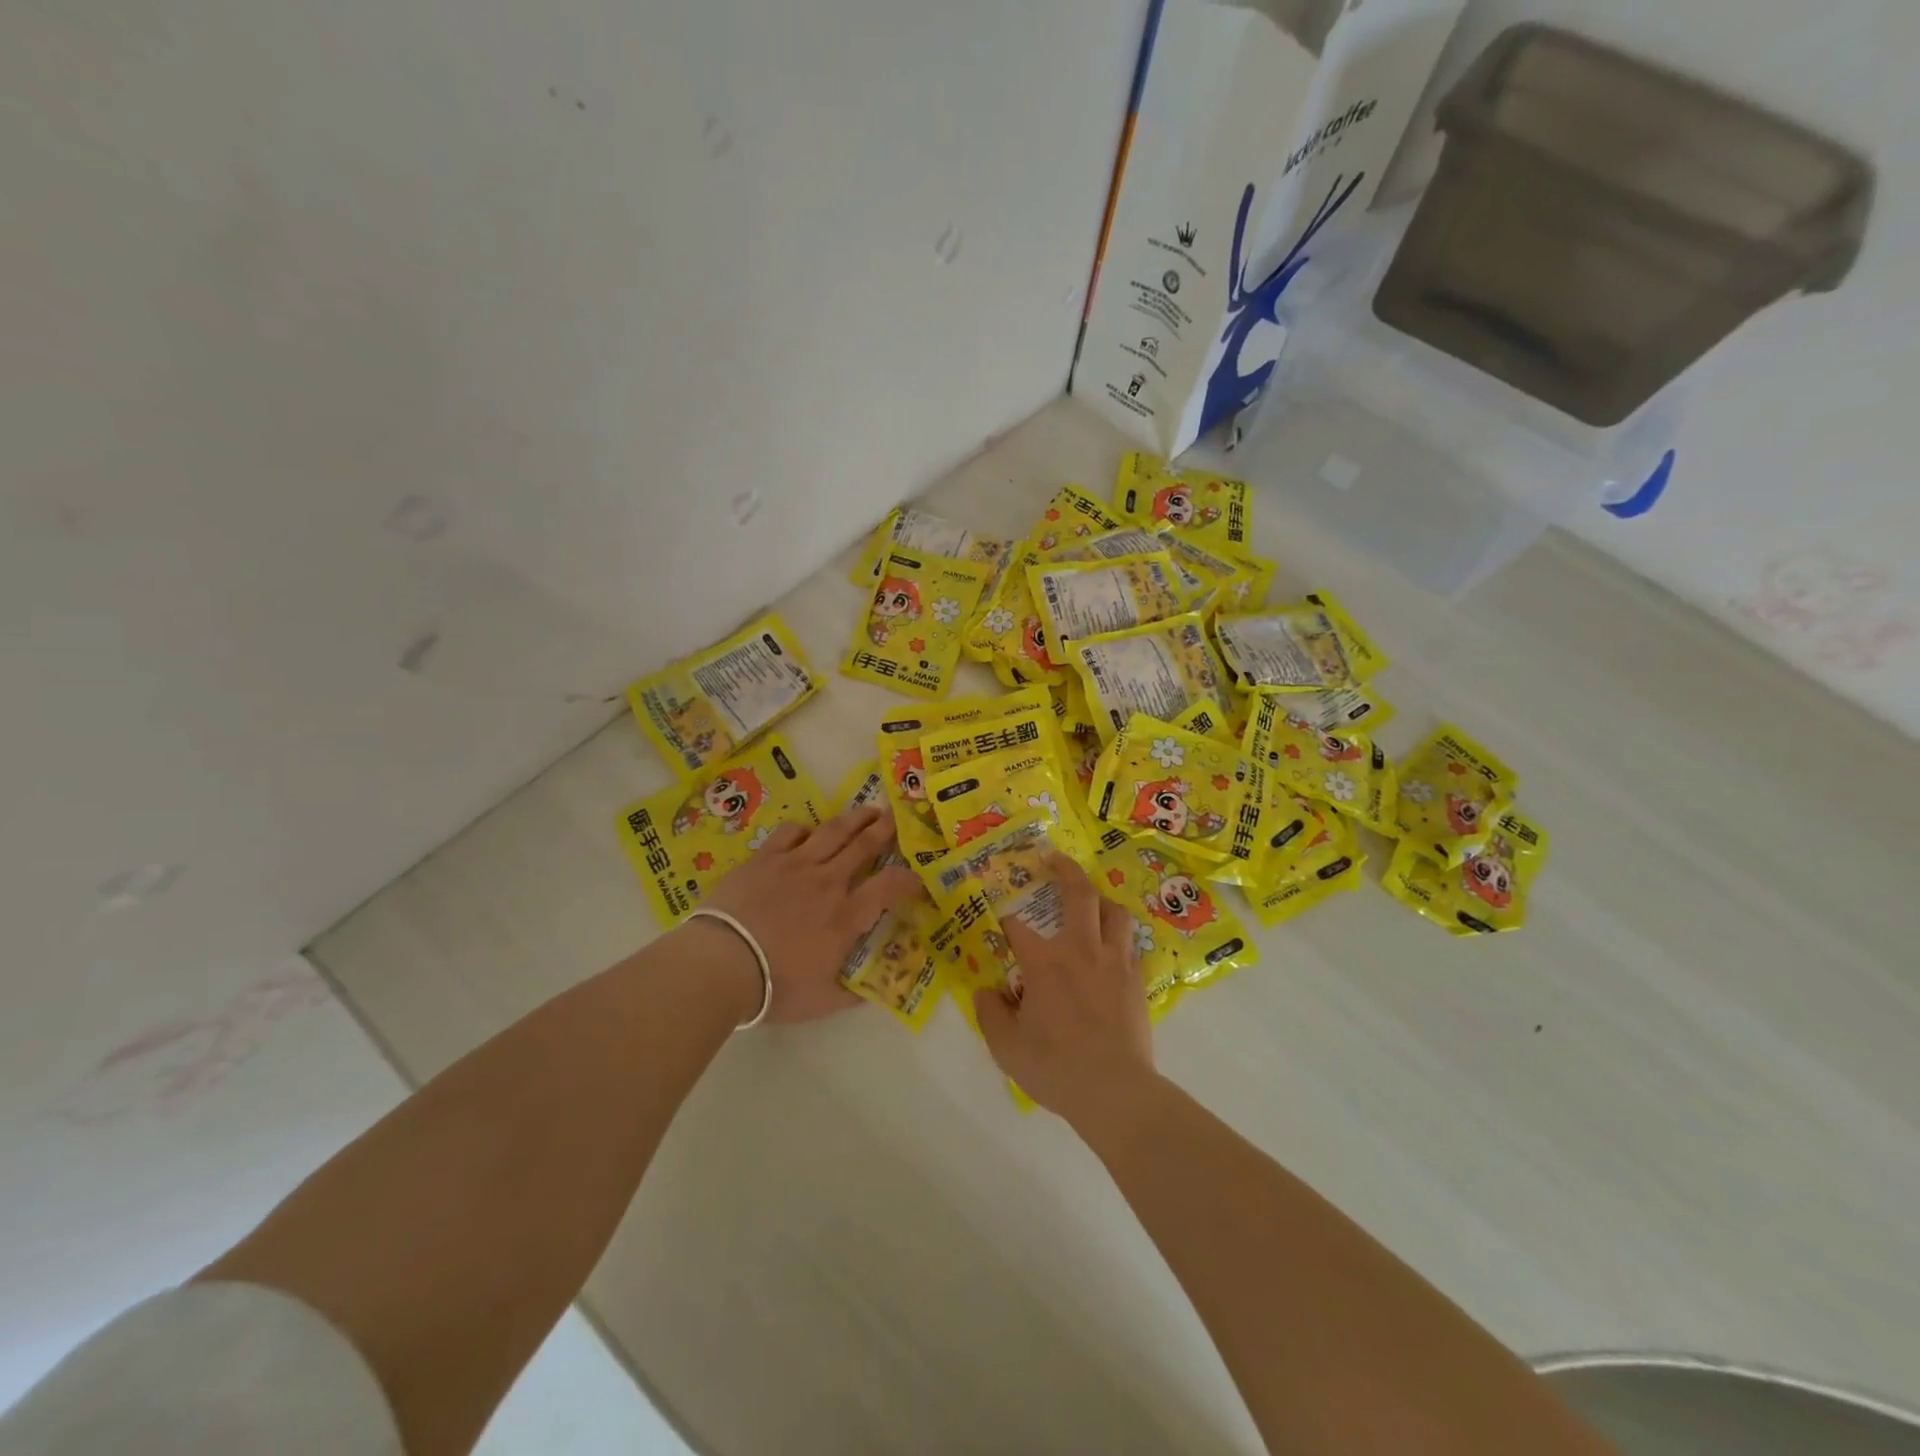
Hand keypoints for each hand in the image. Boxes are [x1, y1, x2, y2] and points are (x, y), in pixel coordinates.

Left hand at [700, 806, 923, 1023]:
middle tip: (895, 819)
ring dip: (854, 819)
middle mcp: (827, 883)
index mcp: (846, 917)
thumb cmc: (774, 987)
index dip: (909, 879)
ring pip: (833, 831)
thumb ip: (852, 994)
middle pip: (863, 846)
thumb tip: (875, 992)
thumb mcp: (822, 1001)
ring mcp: (795, 865)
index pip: (889, 887)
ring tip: (867, 810)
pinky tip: (808, 831)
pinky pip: (791, 833)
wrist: (721, 963)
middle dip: (884, 831)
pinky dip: (805, 829)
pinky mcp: (765, 858)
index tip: (918, 879)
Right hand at [972, 854, 1156, 1125]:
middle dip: (1066, 869)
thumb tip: (985, 991)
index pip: (1017, 926)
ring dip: (1101, 900)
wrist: (1115, 1091)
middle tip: (1055, 858)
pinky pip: (1131, 943)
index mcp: (1045, 962)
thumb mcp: (1006, 1048)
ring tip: (1092, 902)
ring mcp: (1114, 961)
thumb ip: (990, 1014)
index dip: (1004, 917)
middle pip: (1078, 894)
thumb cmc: (1056, 1068)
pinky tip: (1114, 947)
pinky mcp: (1137, 978)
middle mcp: (1081, 949)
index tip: (997, 915)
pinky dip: (1120, 937)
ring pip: (1115, 911)